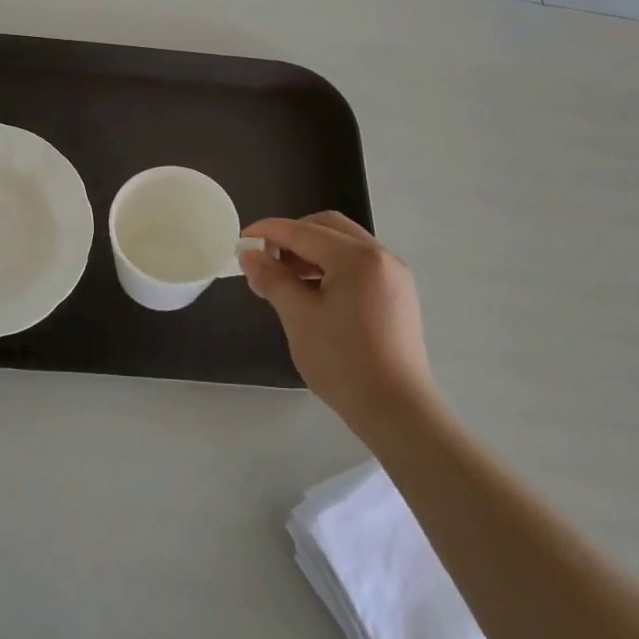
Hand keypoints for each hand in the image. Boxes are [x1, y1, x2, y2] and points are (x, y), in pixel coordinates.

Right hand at [239, 213, 435, 437]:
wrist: (396, 410)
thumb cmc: (342, 361)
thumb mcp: (298, 317)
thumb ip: (272, 279)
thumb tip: (249, 255)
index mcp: (357, 257)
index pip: (303, 232)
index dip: (268, 232)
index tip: (240, 240)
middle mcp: (381, 256)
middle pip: (328, 228)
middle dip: (293, 237)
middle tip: (266, 259)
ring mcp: (394, 276)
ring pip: (344, 246)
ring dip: (311, 253)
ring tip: (285, 279)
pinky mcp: (398, 296)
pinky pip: (358, 266)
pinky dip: (331, 268)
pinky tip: (313, 293)